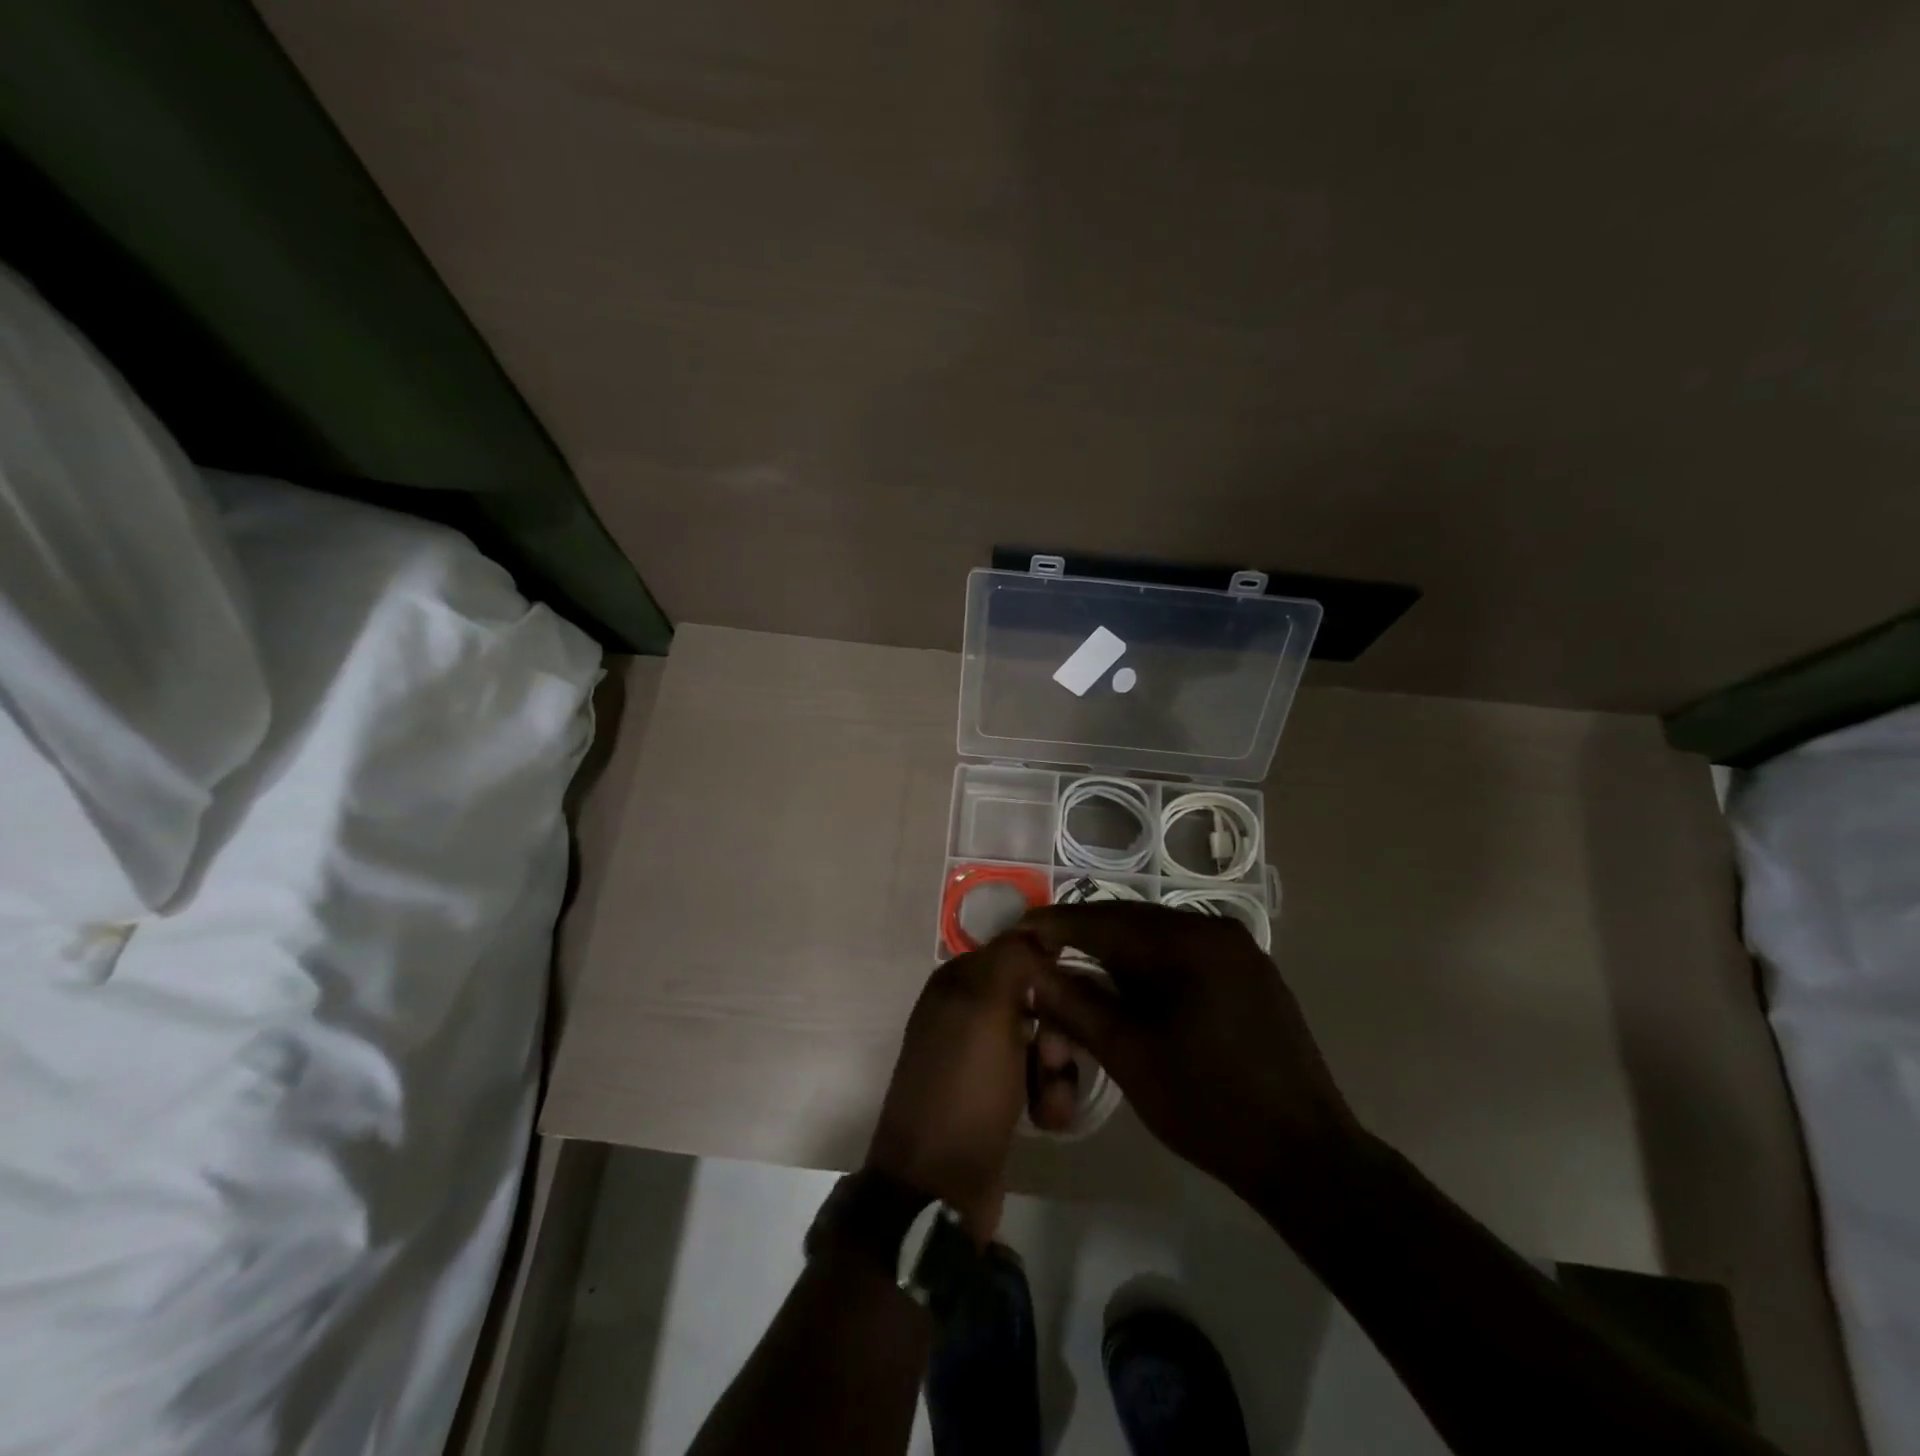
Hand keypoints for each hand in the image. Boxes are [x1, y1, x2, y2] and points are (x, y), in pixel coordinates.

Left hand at [865, 932, 1052, 1241]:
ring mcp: (978, 1056)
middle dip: (1057, 1031)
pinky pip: (1035, 1078)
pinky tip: (1047, 1119)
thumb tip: (1038, 929)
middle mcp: (965, 1011)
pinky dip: (1047, 1095)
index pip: (1019, 953)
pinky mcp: (993, 1096)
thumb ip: (1012, 957)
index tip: (1068, 1002)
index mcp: (957, 982)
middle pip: (1036, 999)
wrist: (939, 1186)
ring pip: (1042, 1041)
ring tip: (1051, 1102)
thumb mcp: (986, 1008)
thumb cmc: (964, 1087)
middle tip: (1053, 1059)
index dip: (1049, 975)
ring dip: (1057, 1070)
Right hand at [1020, 903, 1359, 1198]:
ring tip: (1075, 967)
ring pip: (1158, 938)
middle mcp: (1216, 931)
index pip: (1106, 921)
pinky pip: (1184, 955)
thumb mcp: (1130, 1055)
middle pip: (1132, 922)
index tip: (1017, 931)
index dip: (1056, 926)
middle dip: (1084, 935)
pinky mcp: (1250, 974)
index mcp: (1189, 943)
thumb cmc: (1208, 1106)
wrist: (1305, 1158)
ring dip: (1115, 952)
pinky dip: (1148, 966)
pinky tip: (1127, 986)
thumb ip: (1076, 1004)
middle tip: (1041, 950)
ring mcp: (1239, 951)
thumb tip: (1030, 970)